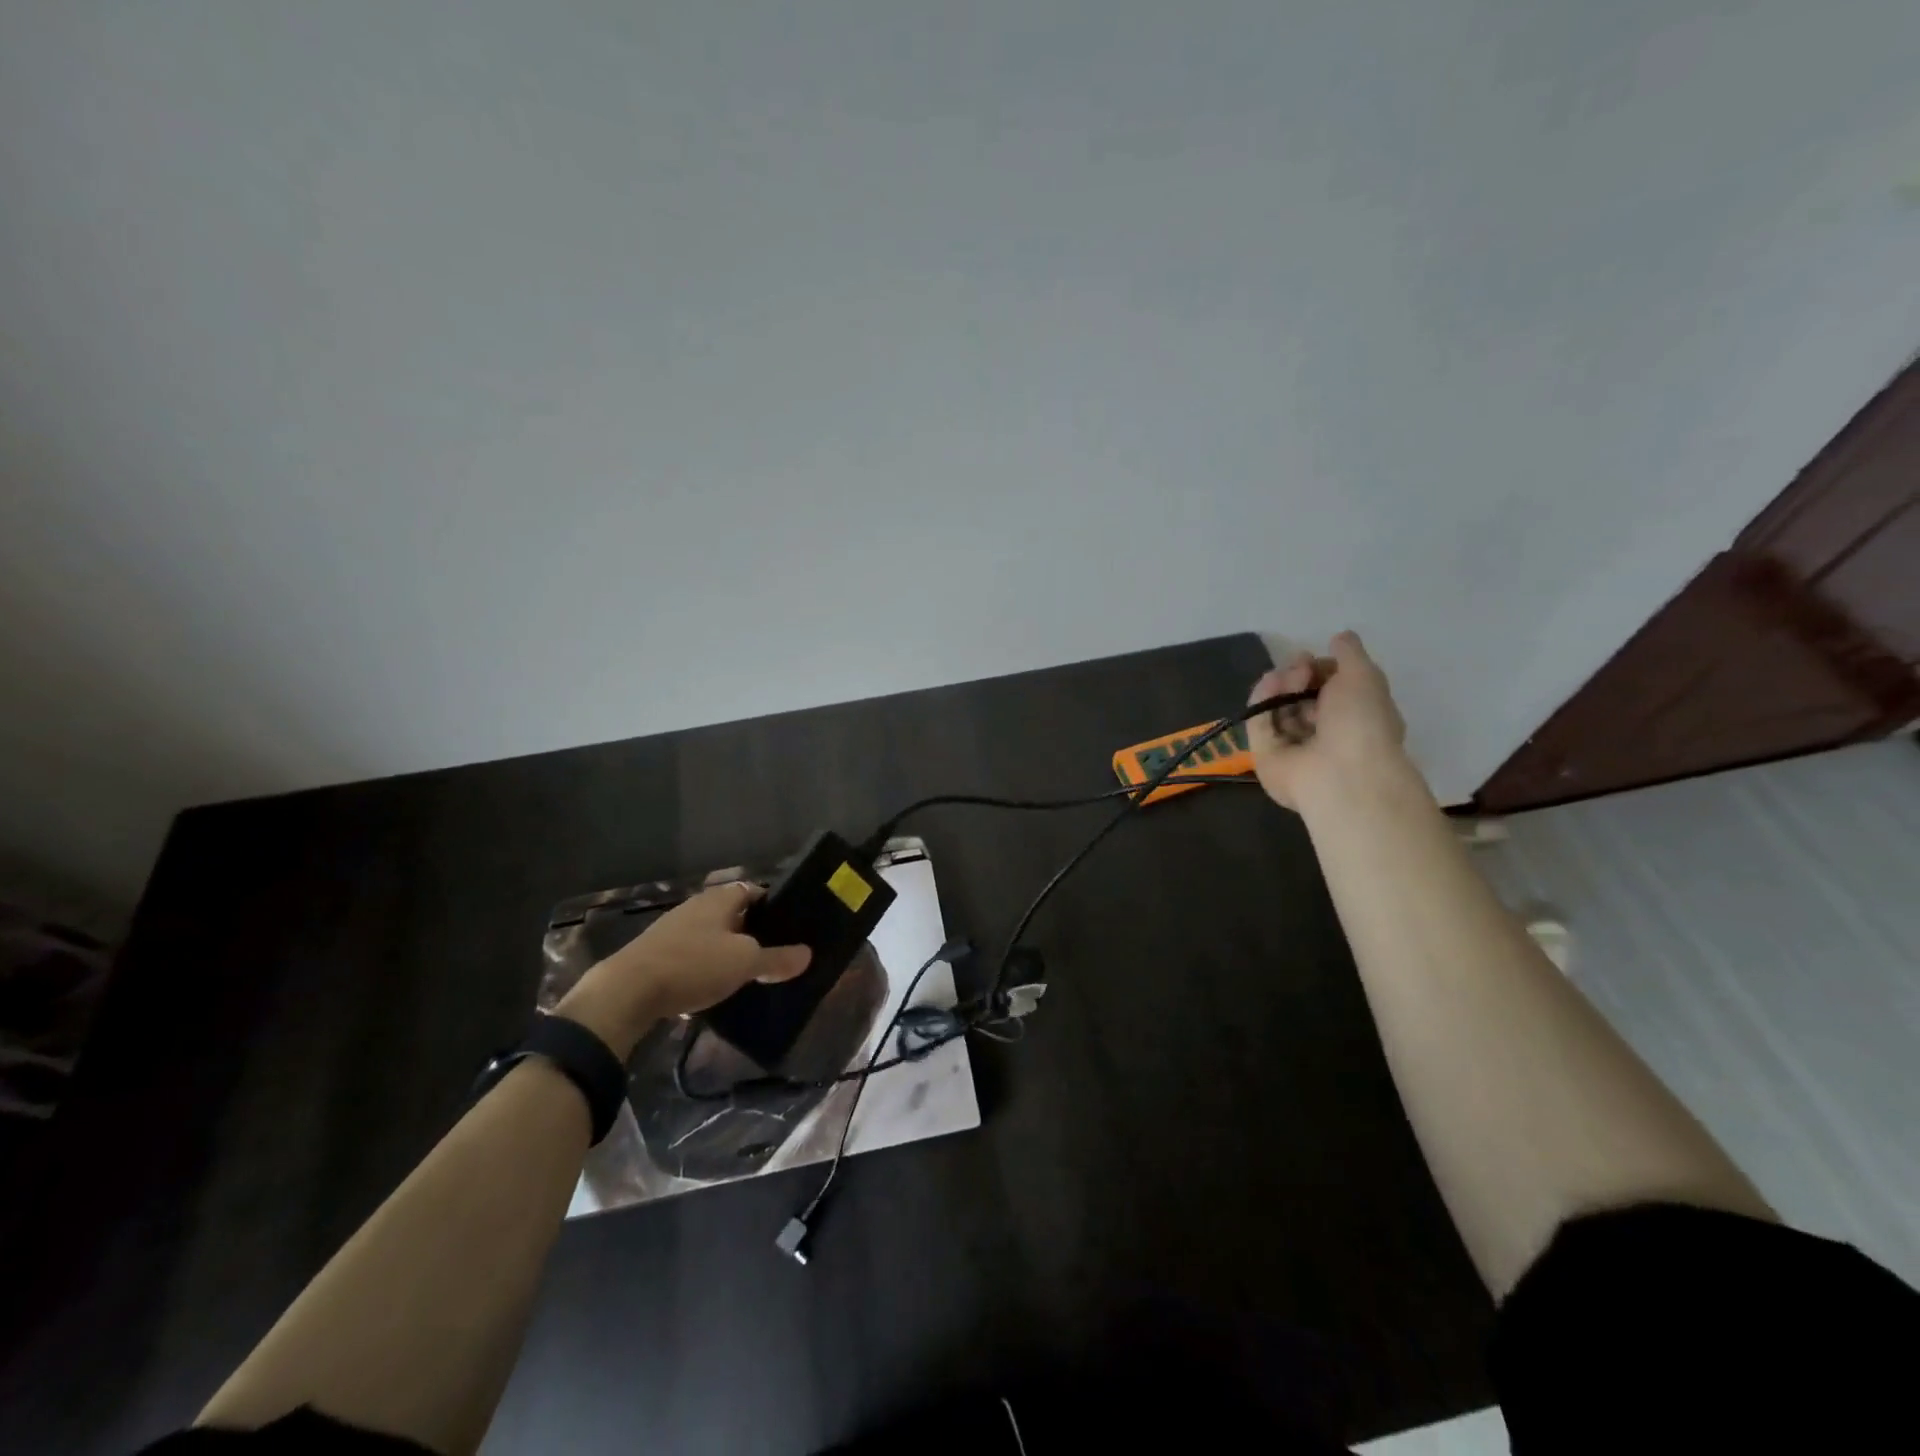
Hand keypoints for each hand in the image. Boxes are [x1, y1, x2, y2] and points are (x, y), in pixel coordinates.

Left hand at [553, 882, 810, 1058]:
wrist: (627, 992)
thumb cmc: (694, 964)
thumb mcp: (744, 963)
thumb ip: (776, 959)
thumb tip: (807, 954)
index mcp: (720, 899)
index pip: (754, 891)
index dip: (774, 905)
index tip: (790, 926)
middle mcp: (696, 906)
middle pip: (733, 914)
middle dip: (752, 932)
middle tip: (774, 953)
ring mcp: (673, 930)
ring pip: (711, 936)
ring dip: (727, 952)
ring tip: (748, 974)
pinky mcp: (656, 955)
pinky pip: (691, 957)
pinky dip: (704, 969)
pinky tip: (712, 990)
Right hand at [1246, 631, 1410, 812]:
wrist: (1340, 772)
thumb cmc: (1362, 722)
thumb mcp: (1364, 675)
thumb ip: (1350, 653)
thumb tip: (1339, 637)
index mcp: (1355, 719)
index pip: (1330, 690)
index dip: (1322, 670)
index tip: (1316, 658)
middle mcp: (1324, 734)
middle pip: (1300, 697)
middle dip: (1298, 675)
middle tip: (1300, 667)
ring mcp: (1293, 746)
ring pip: (1278, 708)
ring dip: (1281, 685)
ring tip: (1288, 677)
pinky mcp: (1265, 755)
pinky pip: (1259, 723)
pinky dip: (1262, 701)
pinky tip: (1271, 684)